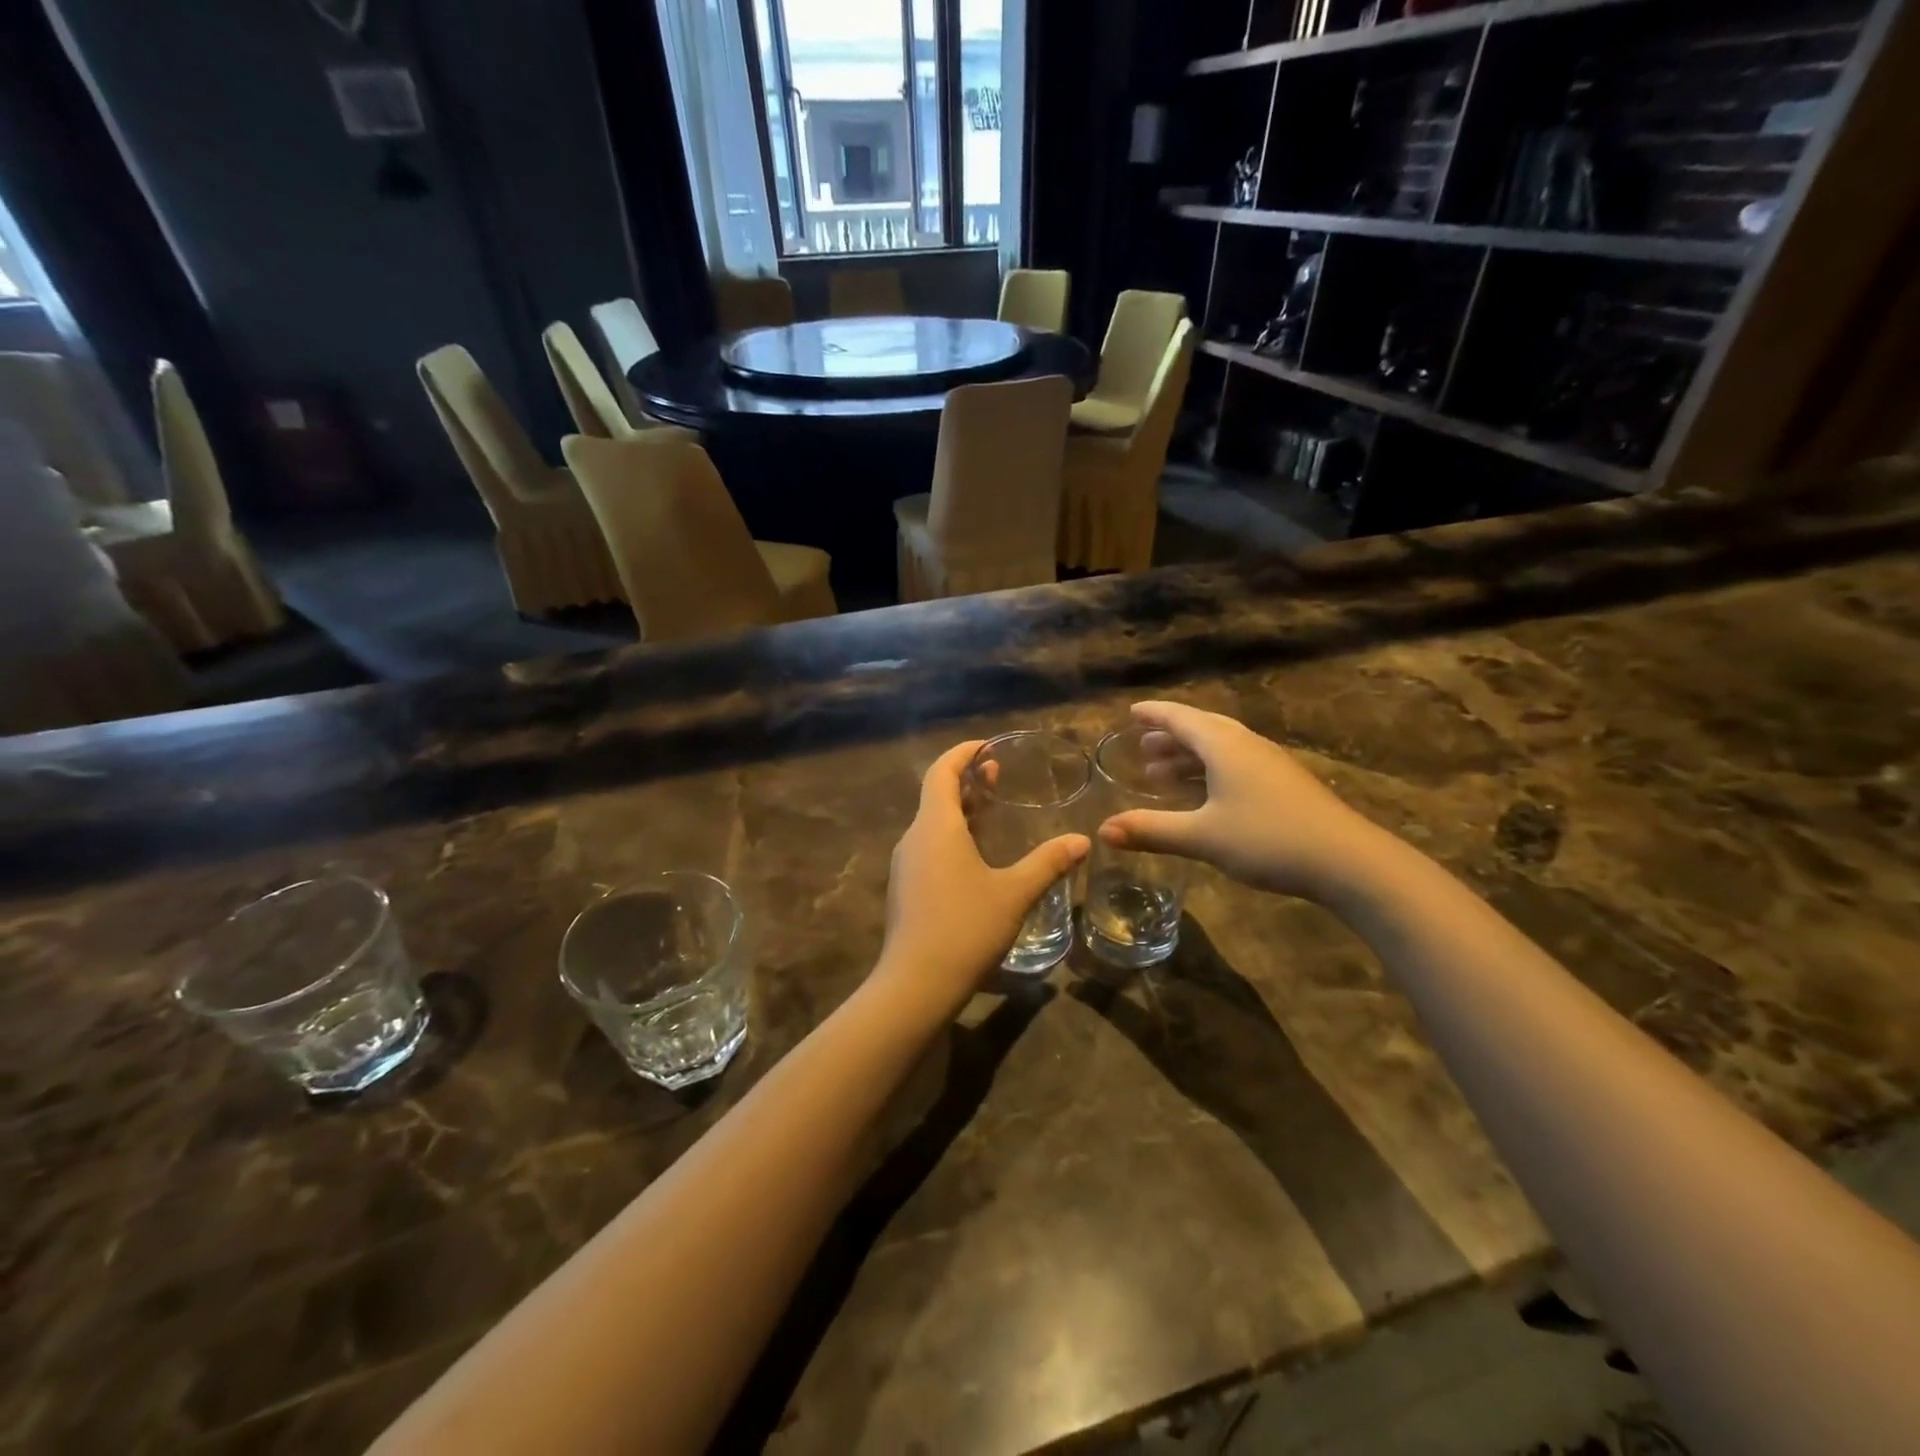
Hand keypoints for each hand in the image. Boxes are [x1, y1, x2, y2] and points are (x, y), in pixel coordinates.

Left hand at [872, 740, 1089, 1024]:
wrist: (915, 985)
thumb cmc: (966, 928)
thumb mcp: (1014, 893)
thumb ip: (1048, 863)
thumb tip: (1082, 840)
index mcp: (936, 827)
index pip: (942, 772)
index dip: (963, 753)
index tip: (987, 745)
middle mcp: (914, 838)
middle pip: (937, 795)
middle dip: (967, 781)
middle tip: (998, 774)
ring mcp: (905, 866)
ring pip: (932, 824)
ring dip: (960, 811)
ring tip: (991, 811)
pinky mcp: (905, 890)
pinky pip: (929, 848)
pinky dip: (952, 837)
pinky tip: (976, 858)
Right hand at [1098, 701, 1393, 902]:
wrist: (1348, 862)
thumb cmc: (1268, 839)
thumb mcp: (1203, 837)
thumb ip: (1152, 830)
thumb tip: (1103, 830)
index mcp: (1225, 746)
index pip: (1181, 718)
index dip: (1155, 714)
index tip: (1132, 712)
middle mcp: (1248, 746)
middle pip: (1203, 730)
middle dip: (1170, 736)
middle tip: (1143, 746)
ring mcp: (1271, 765)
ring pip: (1222, 749)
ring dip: (1190, 756)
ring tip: (1162, 773)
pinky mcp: (1286, 785)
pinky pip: (1237, 765)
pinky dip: (1211, 771)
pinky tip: (1205, 797)